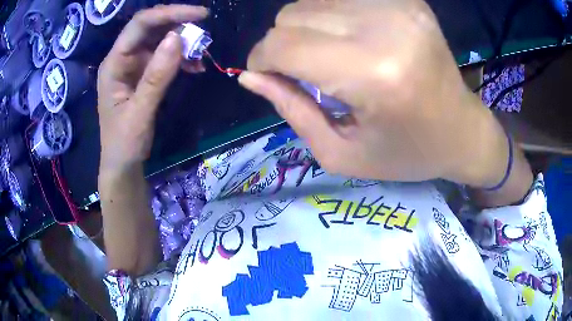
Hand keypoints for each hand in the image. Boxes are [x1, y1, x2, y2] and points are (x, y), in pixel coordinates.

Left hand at [97, 5, 207, 172]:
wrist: (123, 164)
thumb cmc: (124, 143)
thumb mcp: (139, 113)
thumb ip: (156, 77)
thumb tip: (177, 38)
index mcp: (114, 64)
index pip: (140, 25)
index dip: (169, 14)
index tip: (200, 15)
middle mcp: (123, 59)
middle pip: (150, 28)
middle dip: (178, 25)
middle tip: (203, 32)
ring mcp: (134, 66)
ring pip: (160, 40)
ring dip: (182, 42)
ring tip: (201, 52)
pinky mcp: (144, 75)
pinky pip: (165, 57)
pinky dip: (181, 58)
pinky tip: (195, 66)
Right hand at [240, 0, 508, 186]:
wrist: (463, 130)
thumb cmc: (408, 153)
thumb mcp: (343, 153)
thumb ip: (291, 111)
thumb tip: (249, 76)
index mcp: (374, 73)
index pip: (284, 45)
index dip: (261, 59)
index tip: (265, 75)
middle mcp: (386, 26)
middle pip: (292, 16)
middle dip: (283, 45)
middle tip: (305, 72)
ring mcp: (398, 5)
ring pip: (310, 2)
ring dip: (306, 30)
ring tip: (331, 58)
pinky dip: (331, 18)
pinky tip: (352, 41)